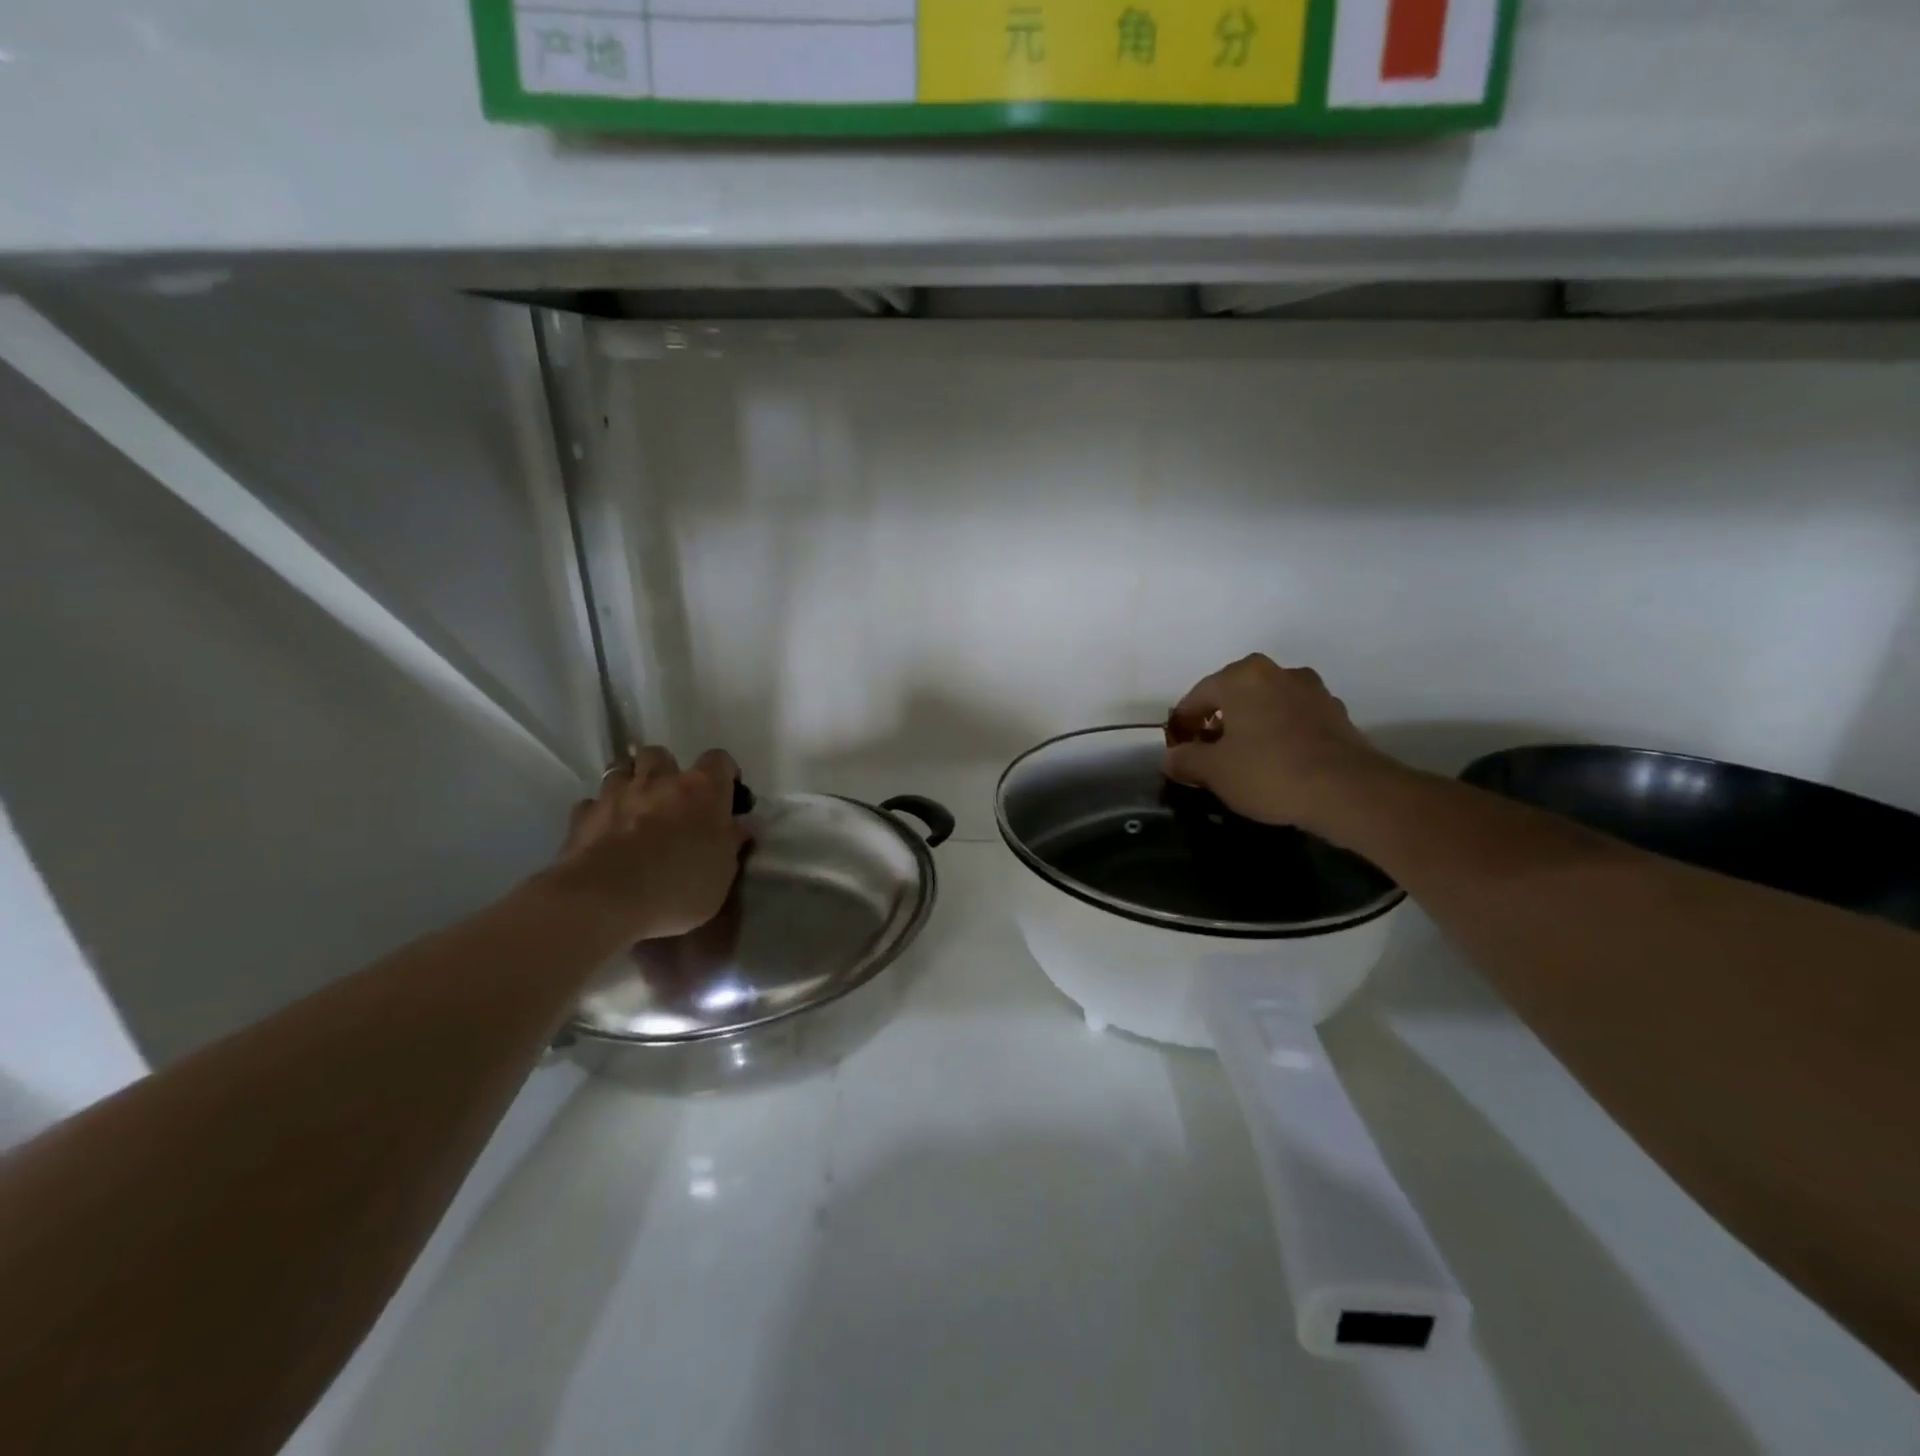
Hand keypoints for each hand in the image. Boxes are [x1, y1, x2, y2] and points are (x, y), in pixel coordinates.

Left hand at [546, 746, 748, 942]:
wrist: (605, 901)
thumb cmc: (679, 885)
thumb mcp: (723, 872)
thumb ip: (733, 841)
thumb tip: (746, 822)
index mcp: (702, 790)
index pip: (719, 760)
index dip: (724, 773)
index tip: (727, 793)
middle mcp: (659, 781)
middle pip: (660, 754)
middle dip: (665, 770)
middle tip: (671, 798)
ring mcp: (616, 794)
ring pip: (621, 769)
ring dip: (629, 783)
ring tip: (635, 808)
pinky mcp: (582, 816)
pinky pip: (591, 803)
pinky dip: (599, 812)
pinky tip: (604, 832)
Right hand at [1164, 655, 1400, 836]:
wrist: (1349, 791)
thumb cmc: (1268, 772)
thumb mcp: (1214, 771)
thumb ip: (1185, 760)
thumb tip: (1170, 757)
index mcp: (1242, 676)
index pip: (1197, 696)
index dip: (1183, 724)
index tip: (1178, 750)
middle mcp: (1278, 673)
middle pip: (1234, 697)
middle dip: (1219, 723)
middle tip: (1208, 756)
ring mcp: (1313, 691)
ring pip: (1267, 707)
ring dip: (1251, 728)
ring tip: (1244, 762)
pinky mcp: (1337, 715)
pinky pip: (1294, 721)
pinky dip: (1280, 737)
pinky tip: (1277, 765)